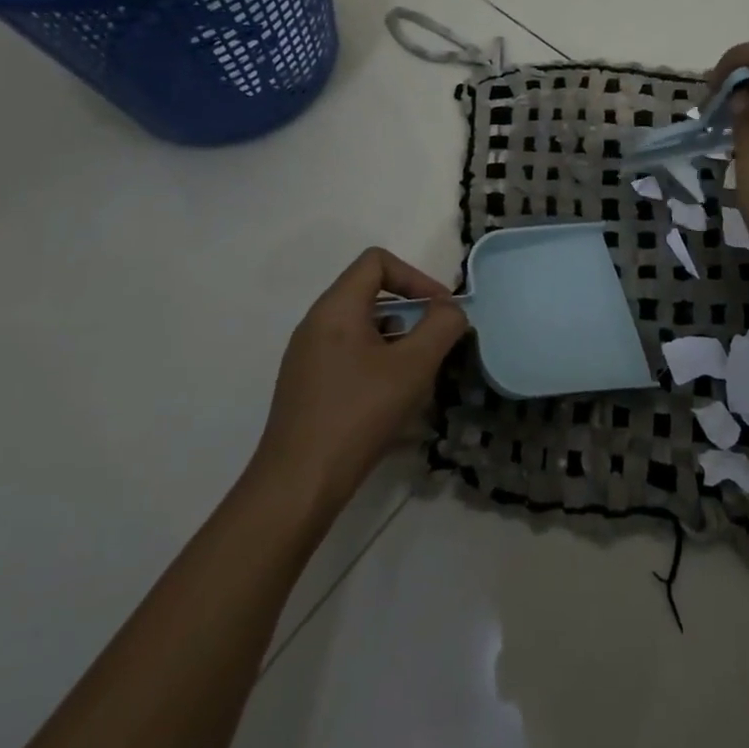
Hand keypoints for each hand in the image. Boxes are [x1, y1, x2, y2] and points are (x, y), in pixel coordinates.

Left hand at [250, 248, 468, 521]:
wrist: (297, 486)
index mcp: (336, 308)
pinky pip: (350, 355)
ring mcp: (308, 356)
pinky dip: (379, 363)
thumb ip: (441, 327)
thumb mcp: (412, 367)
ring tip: (419, 376)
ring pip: (363, 327)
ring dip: (398, 340)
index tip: (440, 310)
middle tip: (436, 344)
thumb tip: (450, 310)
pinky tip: (394, 401)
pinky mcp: (308, 386)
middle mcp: (316, 323)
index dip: (416, 277)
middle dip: (411, 312)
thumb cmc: (358, 415)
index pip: (377, 261)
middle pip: (371, 293)